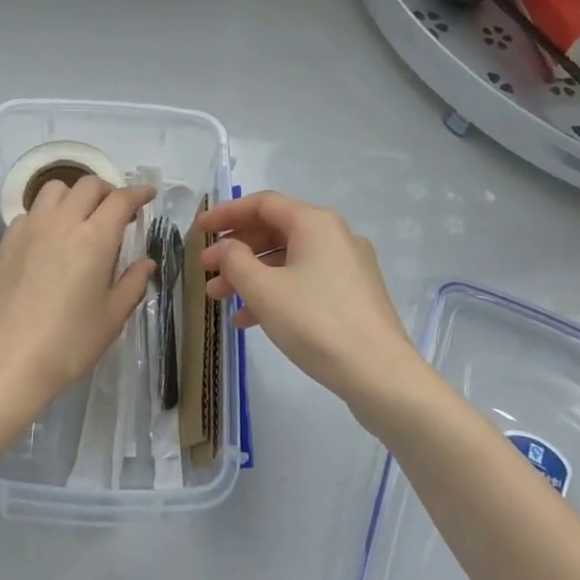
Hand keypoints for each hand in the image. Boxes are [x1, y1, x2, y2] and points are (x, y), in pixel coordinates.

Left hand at [0, 176, 154, 415]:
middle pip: (88, 185)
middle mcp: (62, 222)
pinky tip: (49, 240)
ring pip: (55, 190)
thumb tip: (146, 263)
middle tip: (117, 212)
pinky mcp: (6, 241)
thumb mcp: (111, 318)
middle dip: (108, 191)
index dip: (138, 193)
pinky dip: (46, 214)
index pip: (121, 199)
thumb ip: (132, 284)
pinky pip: (30, 212)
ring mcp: (30, 228)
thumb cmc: (68, 344)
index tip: (147, 195)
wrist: (6, 362)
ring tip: (80, 218)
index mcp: (95, 238)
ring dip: (74, 195)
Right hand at [196, 191, 417, 406]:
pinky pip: (305, 281)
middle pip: (275, 230)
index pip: (262, 204)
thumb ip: (235, 260)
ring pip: (288, 259)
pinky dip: (276, 292)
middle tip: (207, 269)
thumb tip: (227, 247)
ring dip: (251, 275)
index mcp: (315, 223)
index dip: (226, 214)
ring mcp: (348, 266)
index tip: (199, 230)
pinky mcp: (354, 294)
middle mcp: (335, 235)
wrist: (381, 375)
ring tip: (220, 299)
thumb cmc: (316, 323)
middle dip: (236, 250)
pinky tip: (250, 319)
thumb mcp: (263, 290)